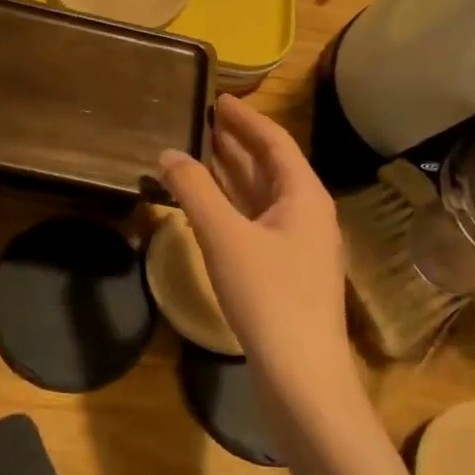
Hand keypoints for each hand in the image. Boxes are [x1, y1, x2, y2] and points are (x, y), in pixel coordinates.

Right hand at [158, 94, 352, 404]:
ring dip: (233, 172)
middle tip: (204, 119)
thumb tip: (168, 153)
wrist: (302, 377)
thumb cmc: (269, 297)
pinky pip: (256, 221)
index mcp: (304, 195)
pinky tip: (208, 205)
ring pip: (262, 195)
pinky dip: (232, 205)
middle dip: (238, 142)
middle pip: (270, 165)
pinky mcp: (285, 271)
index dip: (246, 118)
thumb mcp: (225, 237)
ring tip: (201, 150)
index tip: (219, 98)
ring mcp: (297, 244)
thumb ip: (195, 191)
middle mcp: (306, 213)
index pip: (275, 141)